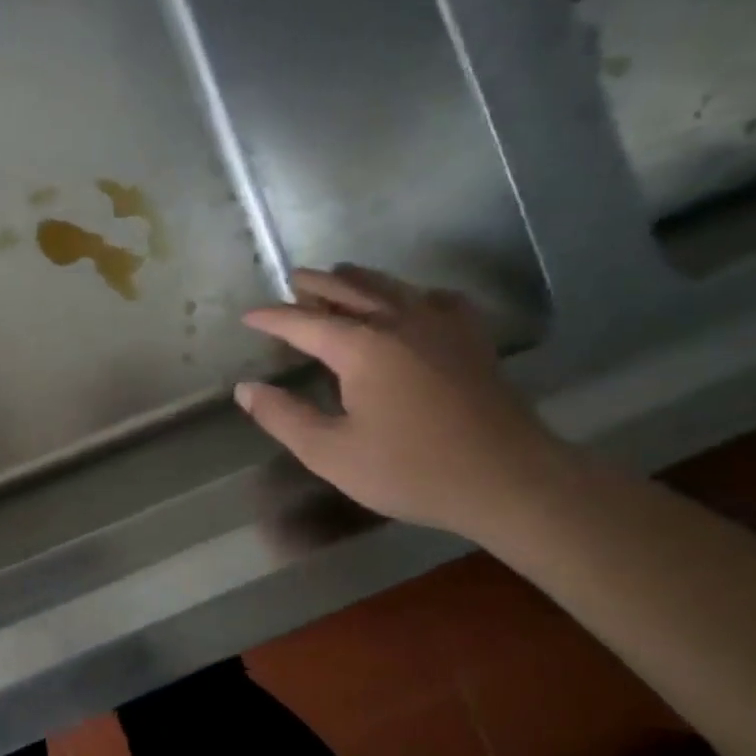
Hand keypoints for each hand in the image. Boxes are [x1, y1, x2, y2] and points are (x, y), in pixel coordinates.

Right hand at [236, 266, 574, 536]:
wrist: (508, 480)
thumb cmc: (411, 469)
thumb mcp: (331, 453)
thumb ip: (283, 418)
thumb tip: (246, 389)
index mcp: (361, 348)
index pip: (304, 323)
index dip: (272, 318)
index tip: (248, 316)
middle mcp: (399, 323)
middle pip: (350, 290)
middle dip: (318, 284)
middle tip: (296, 279)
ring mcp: (442, 327)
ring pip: (393, 287)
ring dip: (361, 279)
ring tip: (341, 275)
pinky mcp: (472, 340)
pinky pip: (438, 300)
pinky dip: (415, 293)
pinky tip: (414, 301)